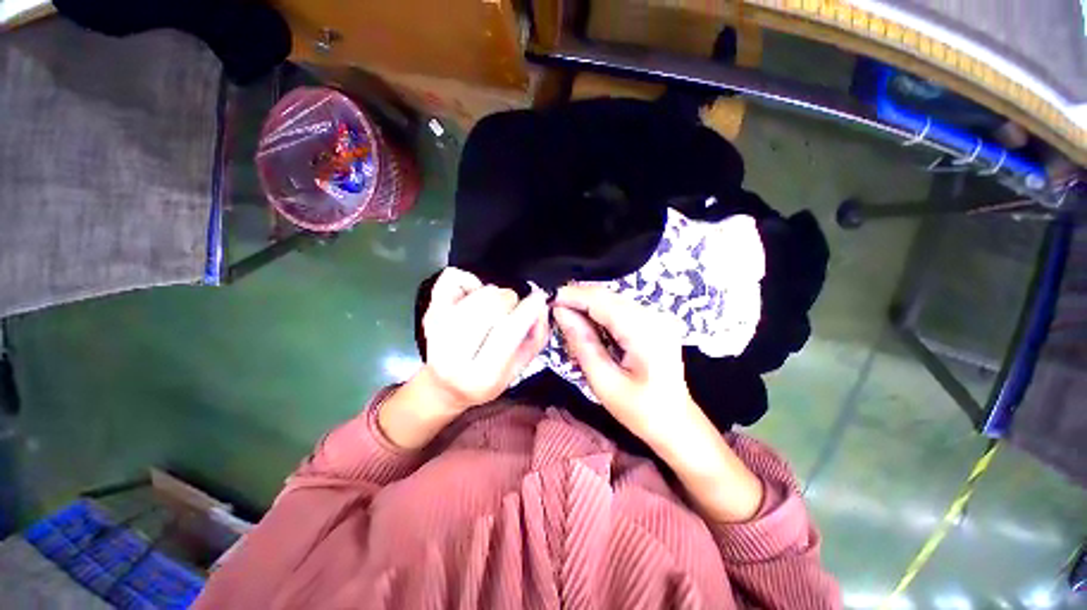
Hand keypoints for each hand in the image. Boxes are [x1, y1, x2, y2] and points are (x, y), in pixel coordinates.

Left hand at [419, 267, 549, 412]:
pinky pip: (453, 278)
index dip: (528, 310)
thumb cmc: (486, 380)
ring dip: (494, 293)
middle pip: (491, 305)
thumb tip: (540, 304)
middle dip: (510, 300)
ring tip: (493, 307)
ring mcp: (436, 330)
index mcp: (481, 375)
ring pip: (477, 292)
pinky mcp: (429, 312)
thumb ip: (536, 337)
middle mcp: (453, 354)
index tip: (539, 298)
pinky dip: (470, 279)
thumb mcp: (519, 369)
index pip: (507, 332)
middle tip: (512, 309)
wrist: (444, 387)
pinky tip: (473, 295)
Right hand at [552, 284, 696, 447]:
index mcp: (645, 332)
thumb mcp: (604, 382)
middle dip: (577, 298)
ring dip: (587, 304)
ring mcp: (657, 316)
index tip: (547, 299)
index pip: (601, 301)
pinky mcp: (655, 320)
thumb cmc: (640, 411)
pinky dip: (600, 311)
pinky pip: (620, 307)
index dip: (572, 296)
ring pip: (612, 299)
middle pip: (607, 295)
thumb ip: (582, 343)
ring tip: (565, 315)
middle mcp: (654, 316)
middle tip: (552, 308)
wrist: (676, 423)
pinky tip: (586, 321)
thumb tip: (560, 312)